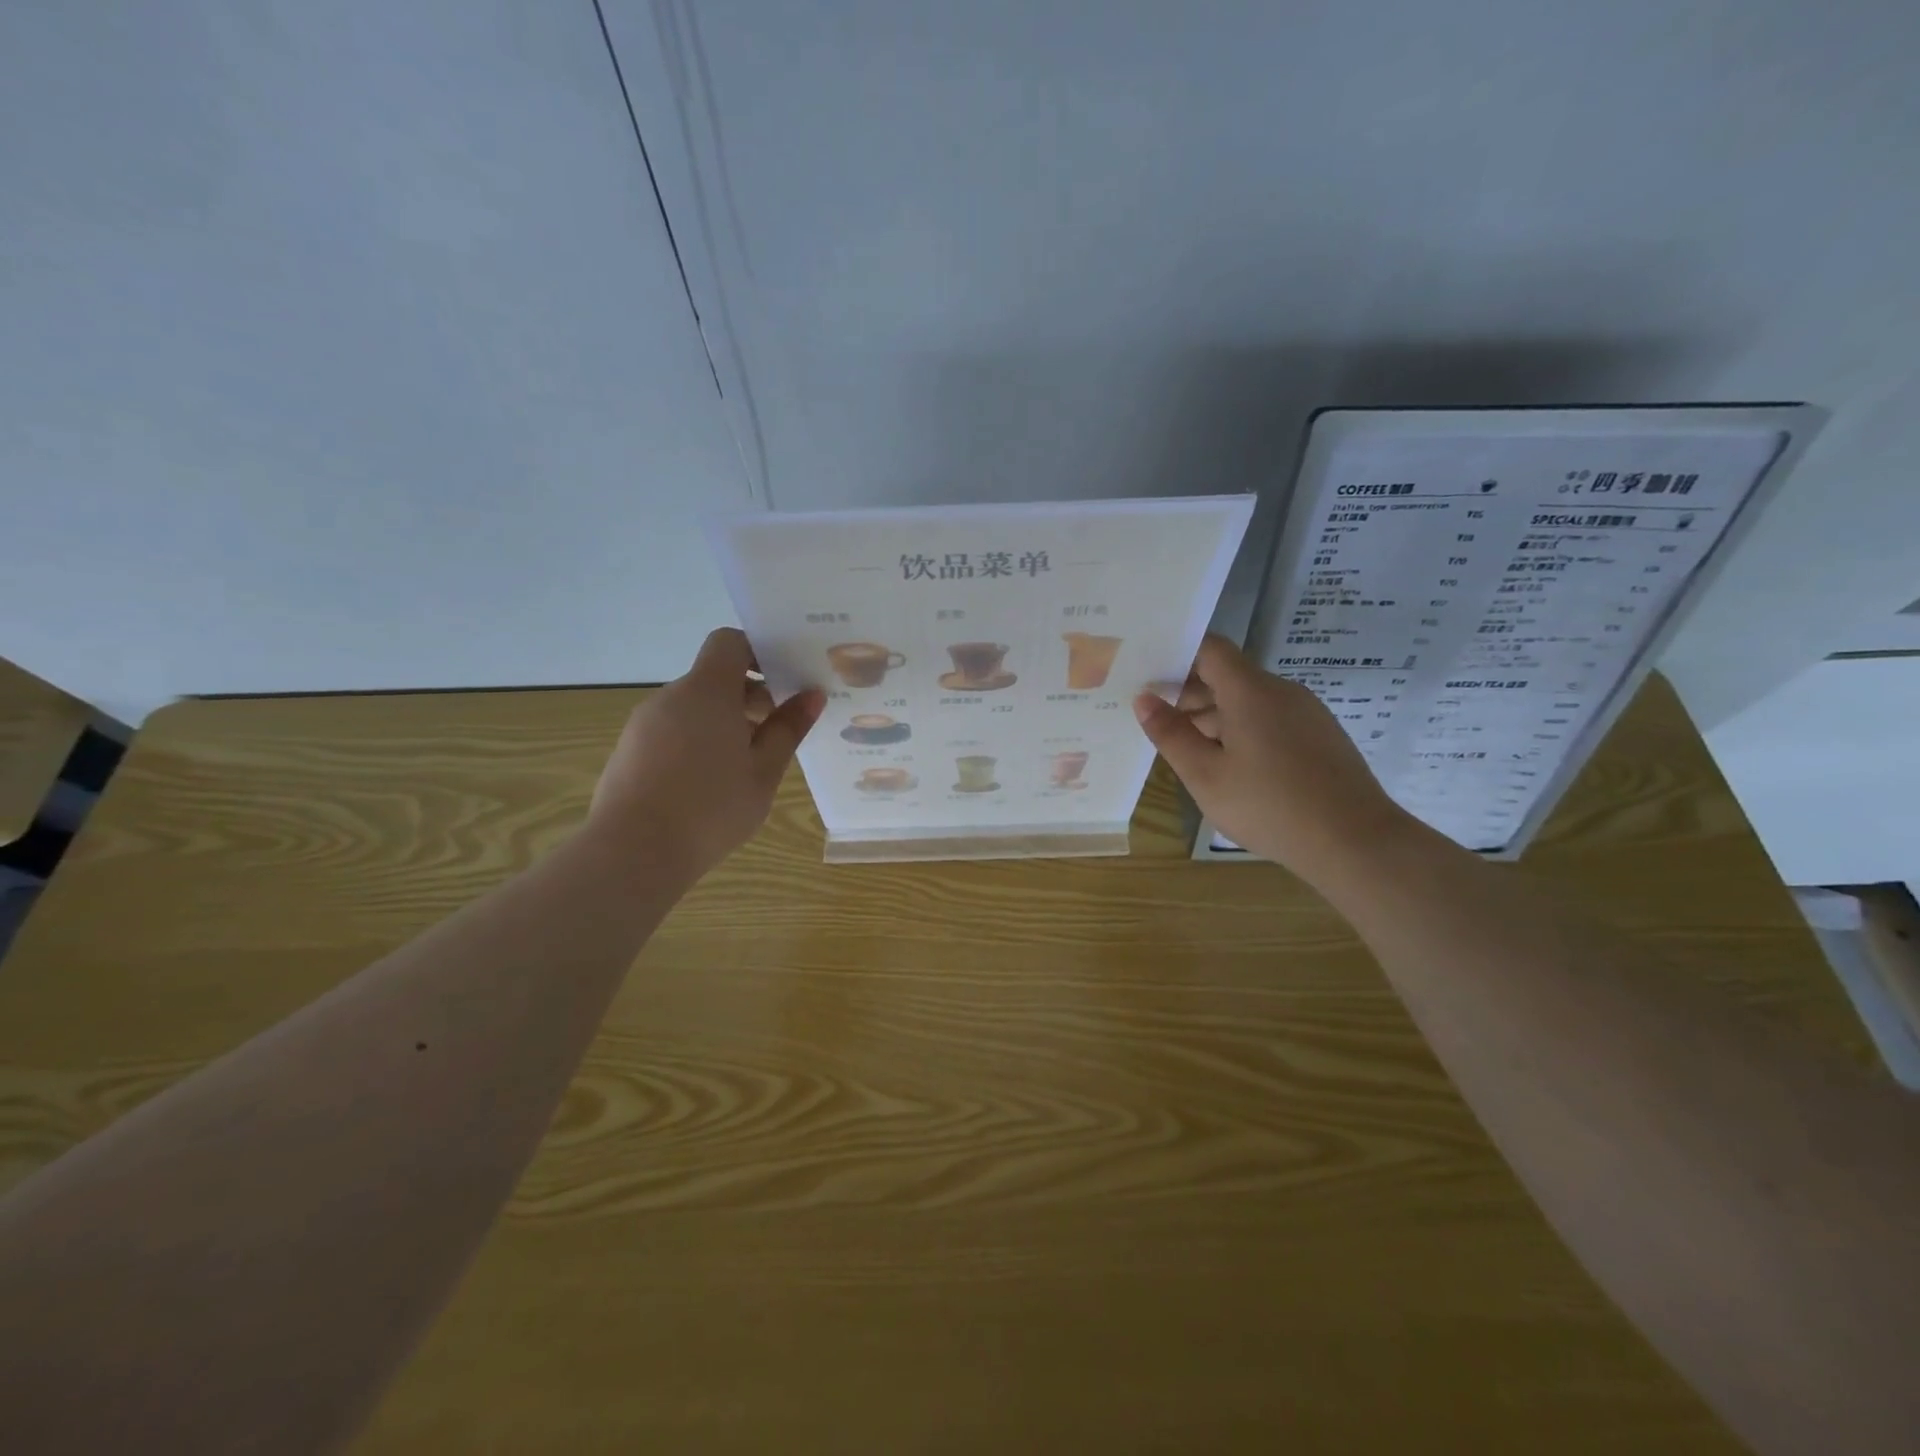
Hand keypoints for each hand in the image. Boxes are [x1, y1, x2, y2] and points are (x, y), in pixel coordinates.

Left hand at [588, 627, 822, 881]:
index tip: (784, 679)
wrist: (634, 853)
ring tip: (746, 765)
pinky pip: (672, 730)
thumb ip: (788, 728)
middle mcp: (671, 697)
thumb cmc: (711, 808)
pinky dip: (697, 741)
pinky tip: (709, 783)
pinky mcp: (629, 750)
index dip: (758, 652)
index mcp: (706, 691)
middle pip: (713, 677)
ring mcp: (644, 724)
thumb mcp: (764, 771)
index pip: (729, 642)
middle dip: (748, 695)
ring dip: (723, 722)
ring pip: (693, 707)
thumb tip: (812, 695)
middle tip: (777, 731)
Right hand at [1134, 634, 1410, 876]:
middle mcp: (1281, 691)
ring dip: (1214, 717)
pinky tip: (1229, 766)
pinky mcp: (1320, 737)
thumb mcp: (1205, 775)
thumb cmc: (1269, 806)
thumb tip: (1144, 699)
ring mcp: (1306, 713)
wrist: (1354, 841)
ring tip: (1186, 749)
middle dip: (1189, 694)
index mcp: (1250, 691)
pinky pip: (1271, 720)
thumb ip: (1171, 734)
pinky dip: (1242, 731)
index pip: (1210, 649)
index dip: (1177, 655)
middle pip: (1228, 676)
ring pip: (1249, 701)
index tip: (1147, 676)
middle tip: (1155, 721)